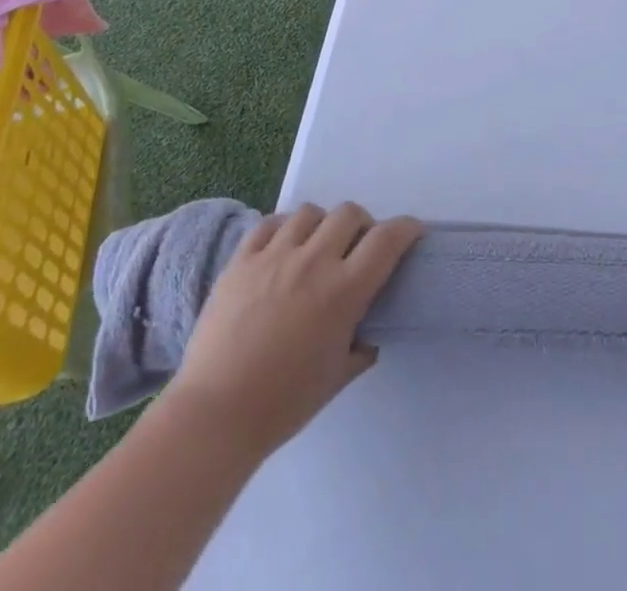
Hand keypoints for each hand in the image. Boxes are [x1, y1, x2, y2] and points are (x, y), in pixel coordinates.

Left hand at [167, 202, 422, 458]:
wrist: (215, 414)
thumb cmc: (283, 403)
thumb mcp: (336, 378)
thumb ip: (360, 348)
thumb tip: (367, 333)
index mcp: (343, 291)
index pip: (386, 240)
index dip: (406, 229)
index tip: (411, 232)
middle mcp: (313, 261)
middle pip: (349, 213)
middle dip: (362, 224)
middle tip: (357, 247)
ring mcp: (274, 256)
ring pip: (310, 212)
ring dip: (322, 224)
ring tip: (316, 247)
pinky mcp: (241, 259)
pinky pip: (269, 224)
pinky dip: (283, 228)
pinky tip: (282, 248)